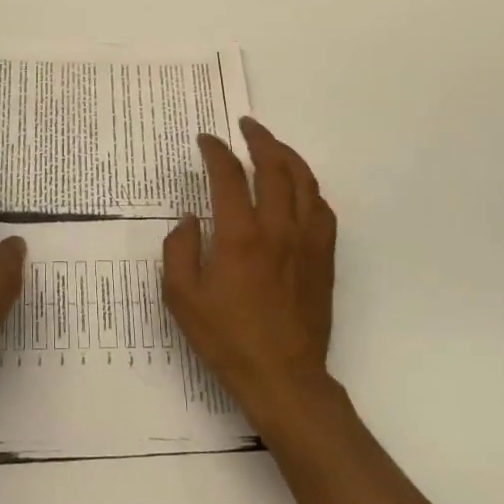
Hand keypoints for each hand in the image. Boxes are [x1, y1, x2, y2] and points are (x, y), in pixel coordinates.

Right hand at [162, 117, 337, 429]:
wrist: (283, 378)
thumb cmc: (227, 338)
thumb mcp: (182, 297)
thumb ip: (179, 249)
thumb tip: (190, 218)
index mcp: (240, 235)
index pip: (229, 175)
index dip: (216, 151)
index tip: (206, 140)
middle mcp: (278, 228)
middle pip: (275, 166)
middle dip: (259, 139)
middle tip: (245, 126)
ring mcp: (306, 241)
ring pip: (305, 182)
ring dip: (288, 156)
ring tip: (272, 146)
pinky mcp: (324, 257)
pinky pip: (323, 209)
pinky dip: (309, 188)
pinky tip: (299, 189)